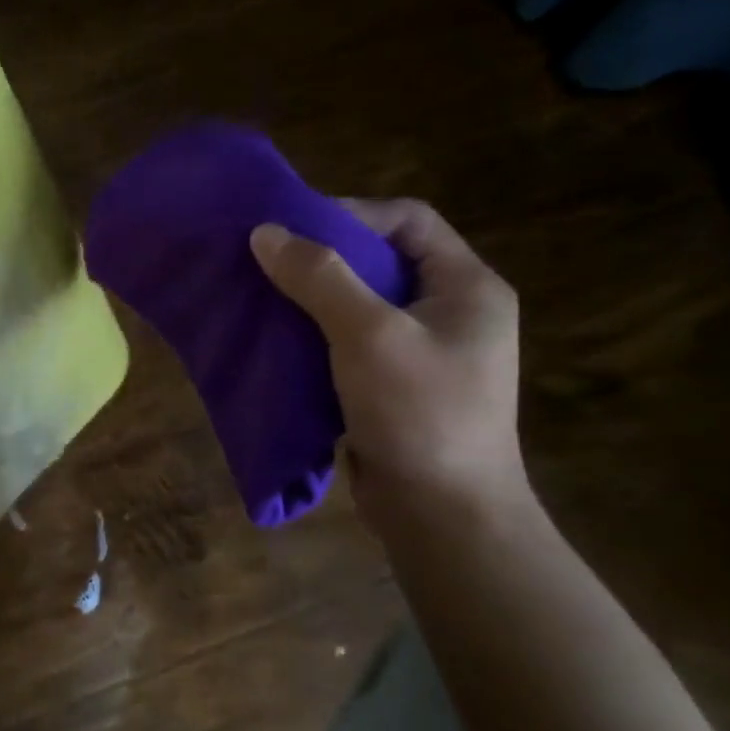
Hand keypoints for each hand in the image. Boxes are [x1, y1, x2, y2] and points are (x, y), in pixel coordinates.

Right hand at [249, 198, 527, 527]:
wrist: (442, 515)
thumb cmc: (419, 413)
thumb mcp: (368, 334)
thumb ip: (319, 278)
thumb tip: (265, 232)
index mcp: (466, 287)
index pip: (408, 220)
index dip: (351, 215)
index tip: (294, 232)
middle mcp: (449, 311)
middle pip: (380, 259)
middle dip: (321, 258)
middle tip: (268, 265)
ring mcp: (422, 351)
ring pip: (358, 303)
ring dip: (311, 299)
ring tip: (263, 299)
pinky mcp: (393, 384)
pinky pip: (348, 341)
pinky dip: (313, 335)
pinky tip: (277, 342)